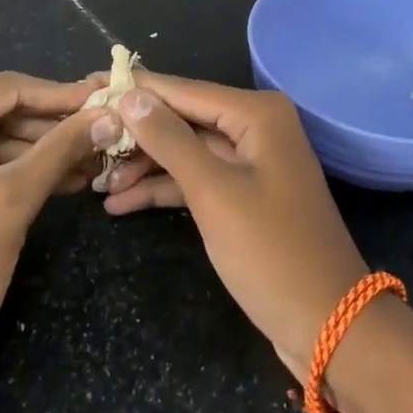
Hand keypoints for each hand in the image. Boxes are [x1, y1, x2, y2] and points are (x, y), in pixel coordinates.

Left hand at [0, 73, 102, 380]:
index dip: (59, 96)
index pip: (3, 90)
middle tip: (100, 133)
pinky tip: (56, 179)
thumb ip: (64, 147)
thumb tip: (110, 115)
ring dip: (33, 151)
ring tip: (88, 160)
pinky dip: (7, 170)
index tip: (102, 100)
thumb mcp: (15, 198)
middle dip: (48, 128)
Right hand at [101, 75, 368, 381]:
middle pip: (182, 120)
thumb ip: (169, 139)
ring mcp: (251, 163)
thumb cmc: (271, 251)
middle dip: (136, 135)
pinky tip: (120, 203)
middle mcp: (256, 127)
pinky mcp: (245, 196)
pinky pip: (197, 180)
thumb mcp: (213, 192)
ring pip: (186, 151)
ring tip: (94, 180)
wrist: (330, 326)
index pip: (182, 91)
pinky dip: (164, 189)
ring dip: (144, 166)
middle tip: (82, 141)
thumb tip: (129, 94)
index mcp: (256, 113)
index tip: (87, 86)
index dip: (135, 90)